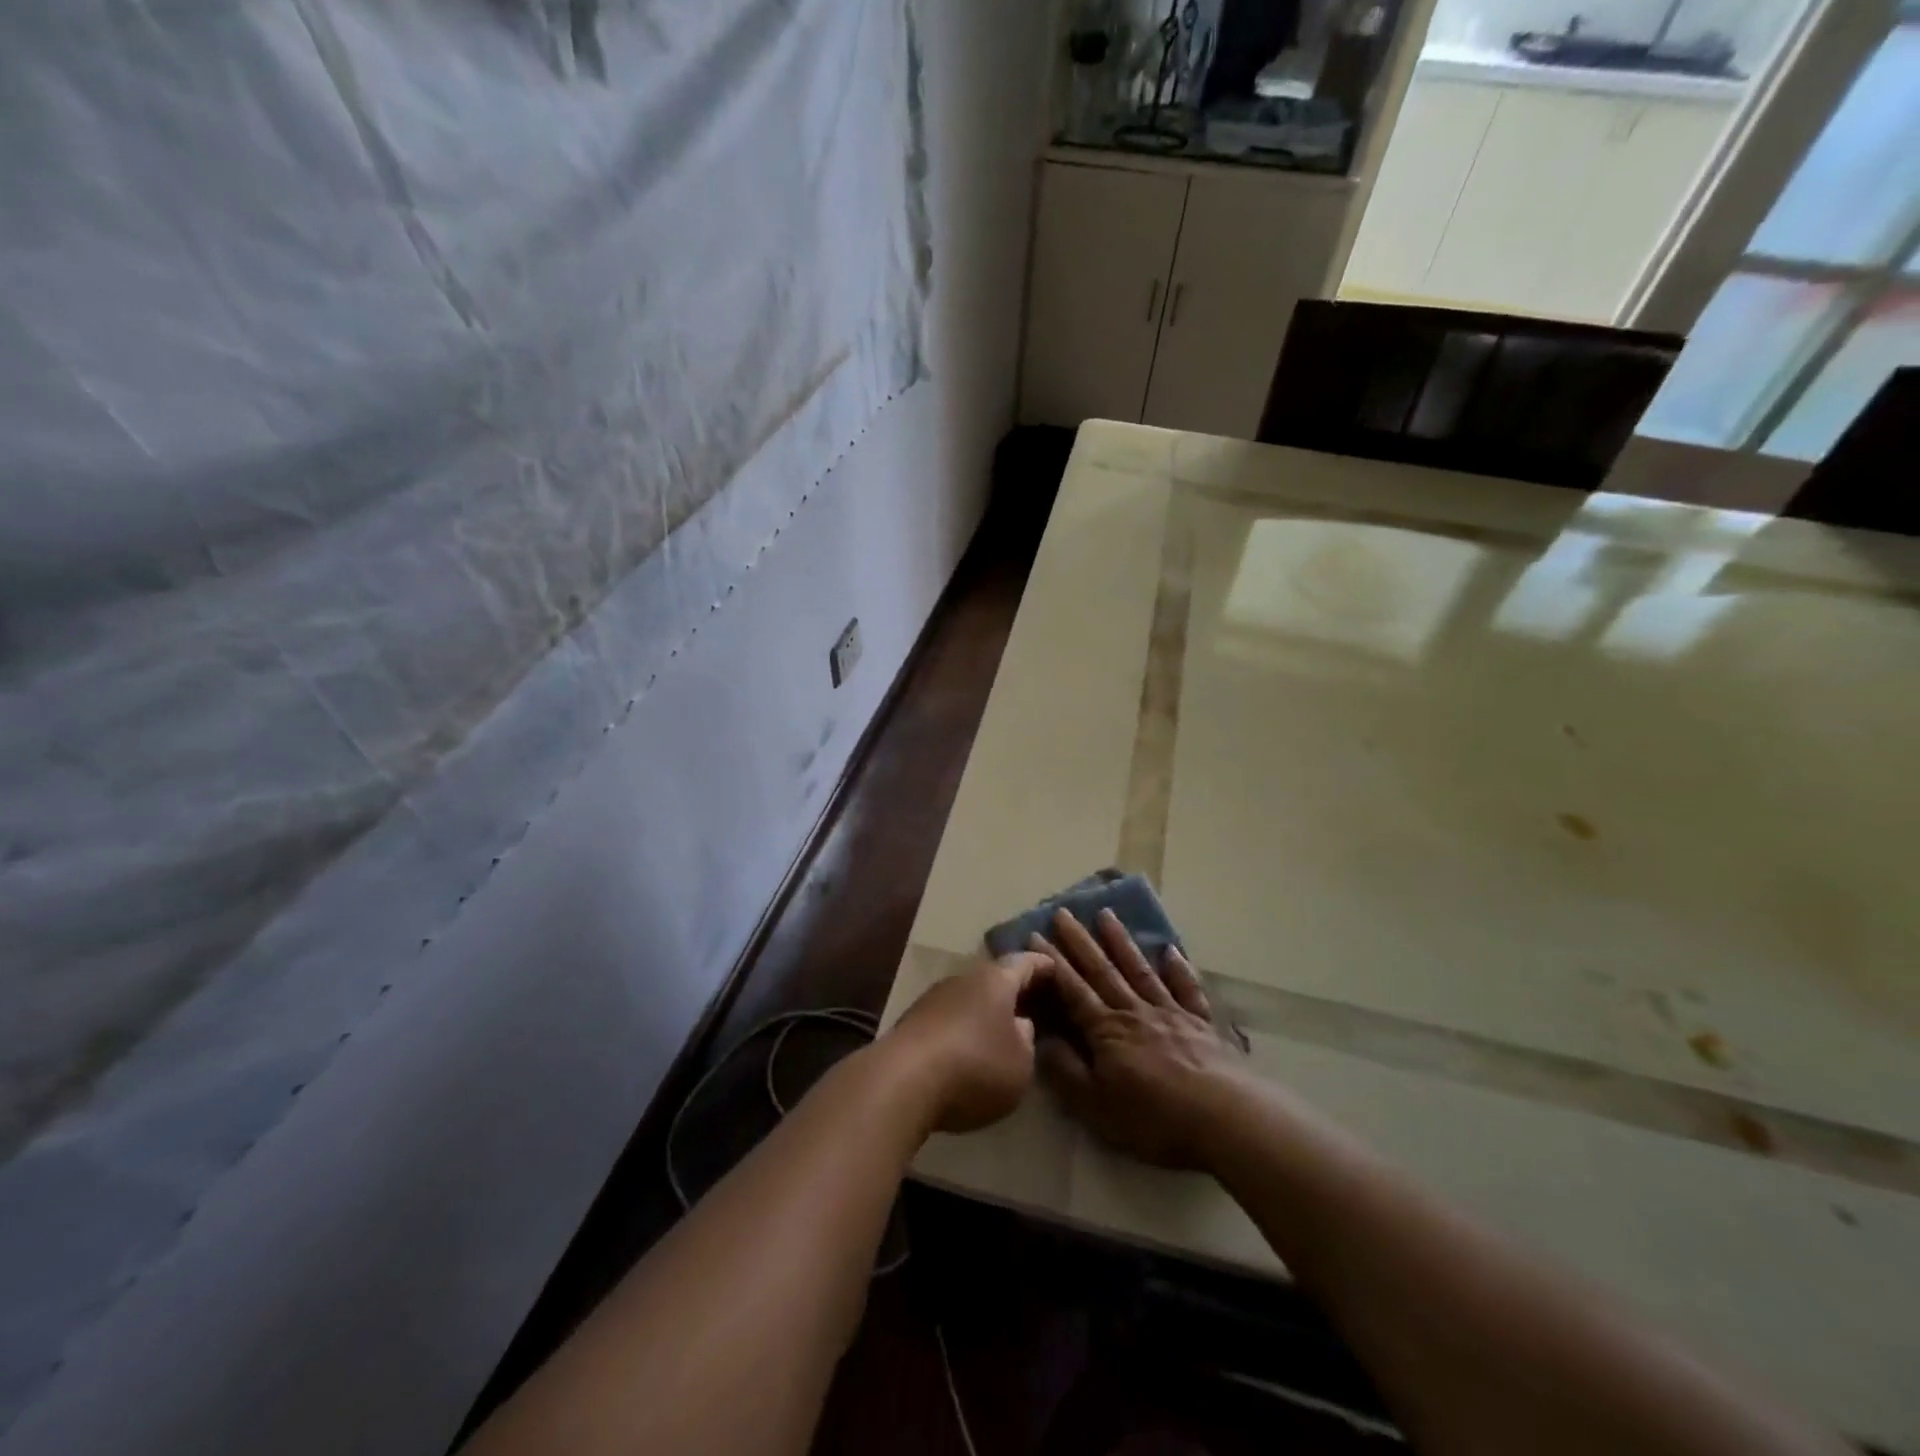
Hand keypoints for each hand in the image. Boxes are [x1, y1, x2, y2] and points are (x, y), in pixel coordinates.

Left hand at [885, 952, 1048, 1134]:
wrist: (902, 1081)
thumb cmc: (975, 1066)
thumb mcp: (1020, 1063)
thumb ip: (1026, 1040)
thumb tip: (1019, 1024)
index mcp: (996, 980)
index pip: (1025, 962)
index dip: (1043, 965)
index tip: (1057, 968)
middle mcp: (964, 978)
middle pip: (994, 978)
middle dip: (1012, 990)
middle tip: (1033, 1003)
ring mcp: (934, 997)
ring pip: (969, 997)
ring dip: (984, 1010)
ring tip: (1000, 1029)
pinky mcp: (912, 1021)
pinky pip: (948, 1017)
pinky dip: (962, 1027)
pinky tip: (967, 1047)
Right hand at [1032, 907, 1248, 1170]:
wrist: (1225, 1118)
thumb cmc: (1155, 1118)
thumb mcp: (1097, 1106)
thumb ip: (1066, 1071)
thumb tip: (1040, 1039)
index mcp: (1106, 1030)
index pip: (1072, 990)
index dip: (1053, 964)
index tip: (1035, 935)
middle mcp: (1134, 1011)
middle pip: (1102, 971)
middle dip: (1079, 941)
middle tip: (1063, 912)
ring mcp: (1170, 1013)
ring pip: (1139, 970)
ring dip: (1121, 942)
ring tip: (1107, 914)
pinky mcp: (1201, 1023)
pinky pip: (1186, 989)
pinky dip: (1178, 969)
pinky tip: (1171, 951)